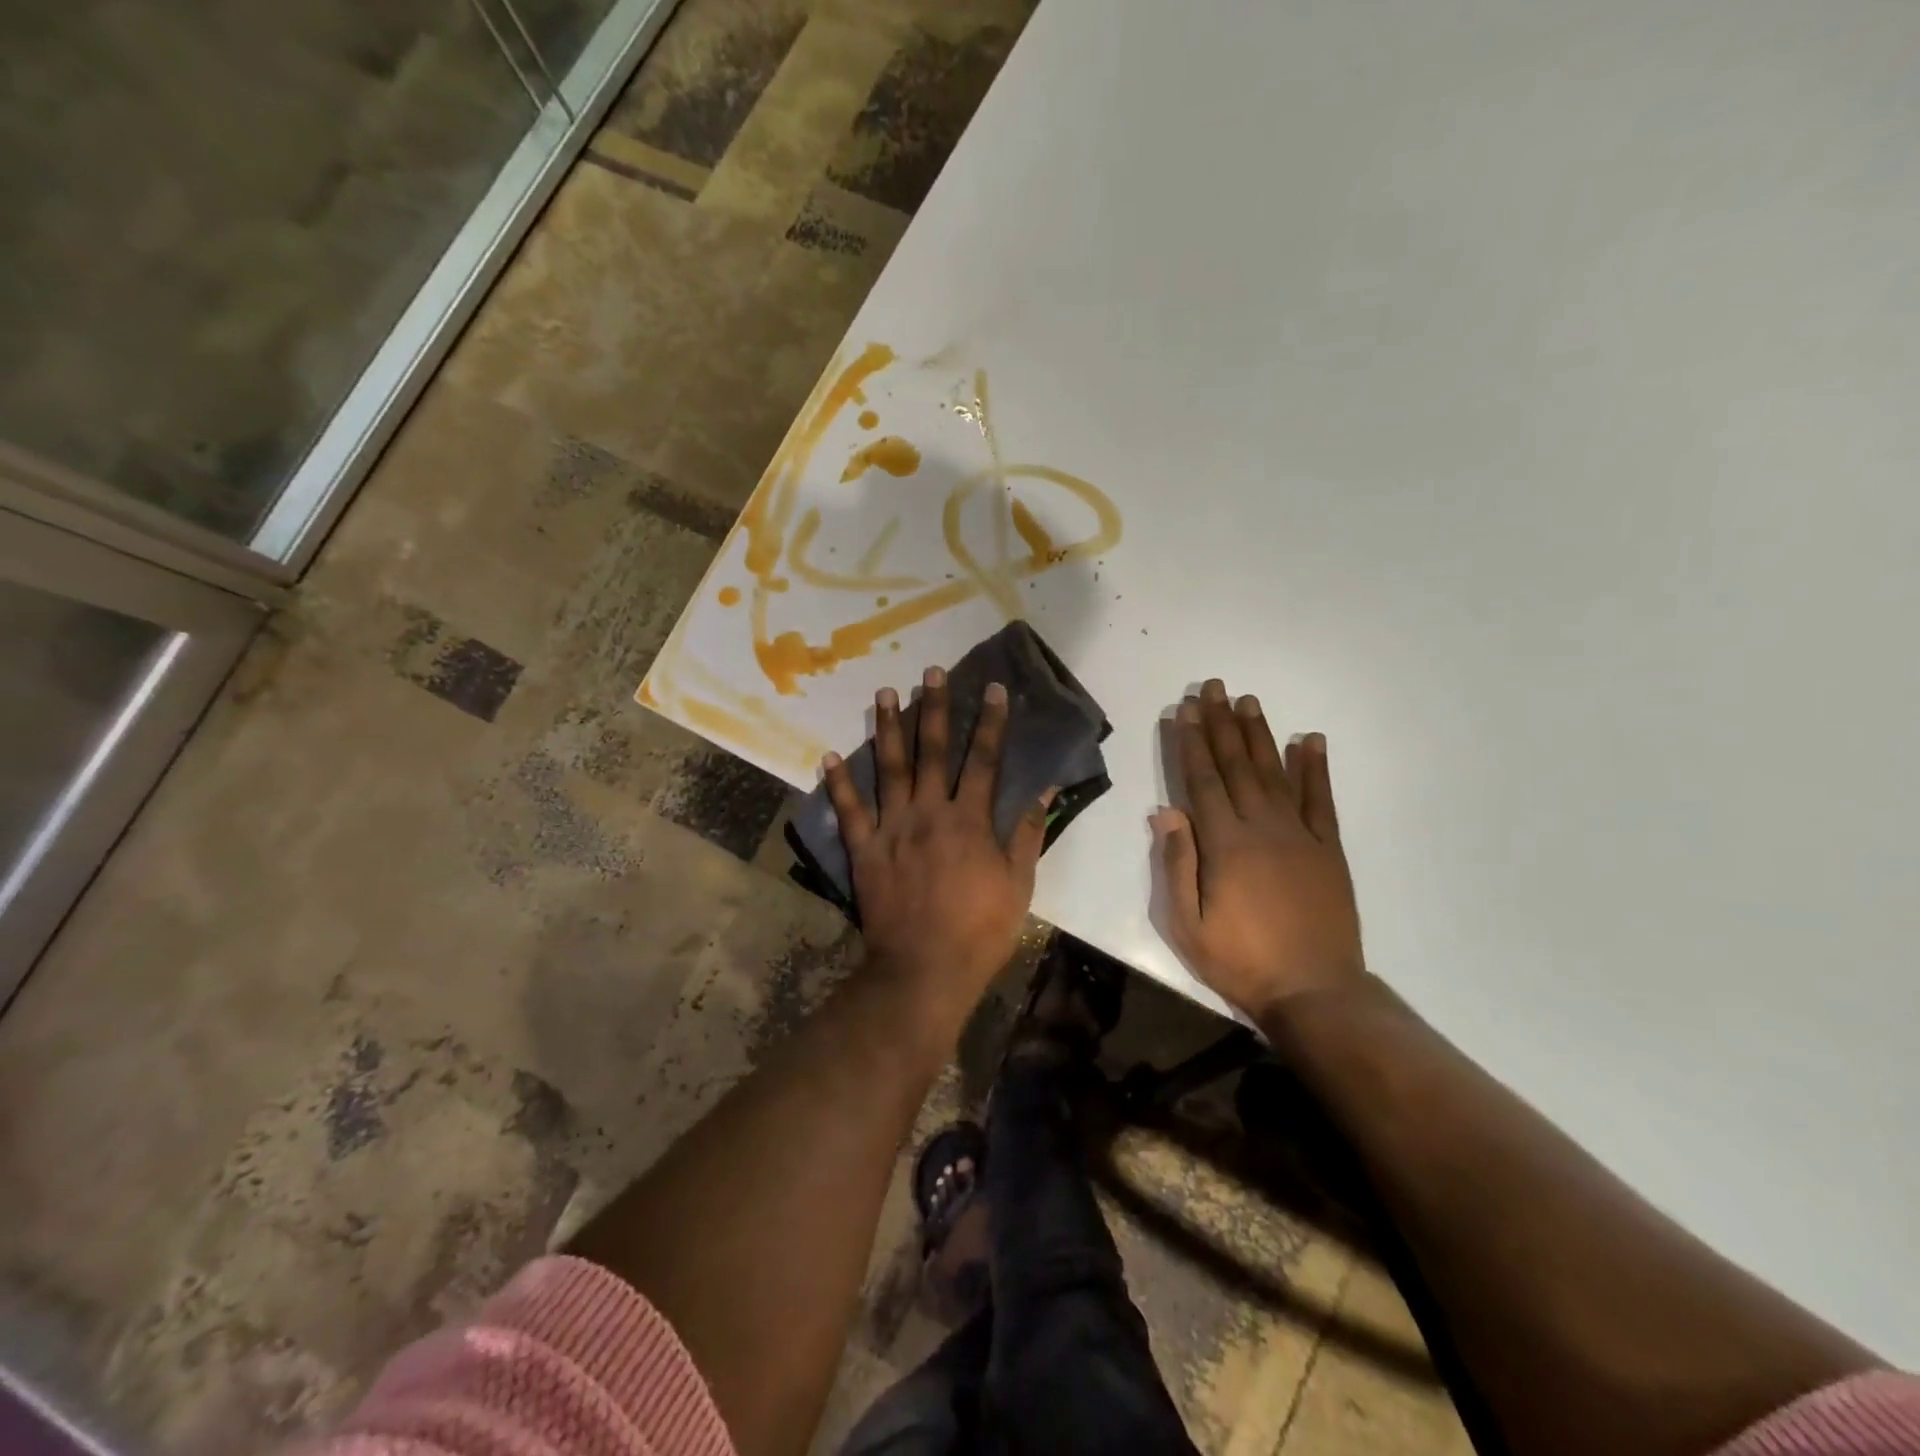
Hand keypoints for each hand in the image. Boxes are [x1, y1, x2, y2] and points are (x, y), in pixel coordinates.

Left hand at [824, 668, 1052, 1020]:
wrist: (925, 968)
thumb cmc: (980, 929)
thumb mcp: (1018, 884)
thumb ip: (1028, 833)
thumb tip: (1045, 788)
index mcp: (970, 820)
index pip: (984, 760)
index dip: (990, 722)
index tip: (993, 688)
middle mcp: (929, 812)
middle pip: (933, 751)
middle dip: (934, 708)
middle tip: (931, 672)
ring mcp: (893, 828)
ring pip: (889, 768)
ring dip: (888, 728)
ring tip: (886, 692)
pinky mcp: (865, 849)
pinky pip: (849, 810)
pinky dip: (838, 782)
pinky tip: (828, 755)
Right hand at [1153, 678, 1365, 1022]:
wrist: (1315, 992)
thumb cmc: (1240, 961)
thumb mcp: (1187, 925)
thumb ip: (1176, 864)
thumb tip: (1164, 811)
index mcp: (1225, 845)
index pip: (1203, 781)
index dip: (1191, 743)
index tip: (1184, 710)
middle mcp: (1263, 828)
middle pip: (1237, 766)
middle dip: (1222, 724)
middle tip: (1213, 687)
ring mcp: (1301, 836)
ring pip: (1275, 773)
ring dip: (1260, 735)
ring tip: (1249, 701)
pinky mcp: (1329, 850)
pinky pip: (1322, 801)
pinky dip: (1315, 768)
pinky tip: (1309, 740)